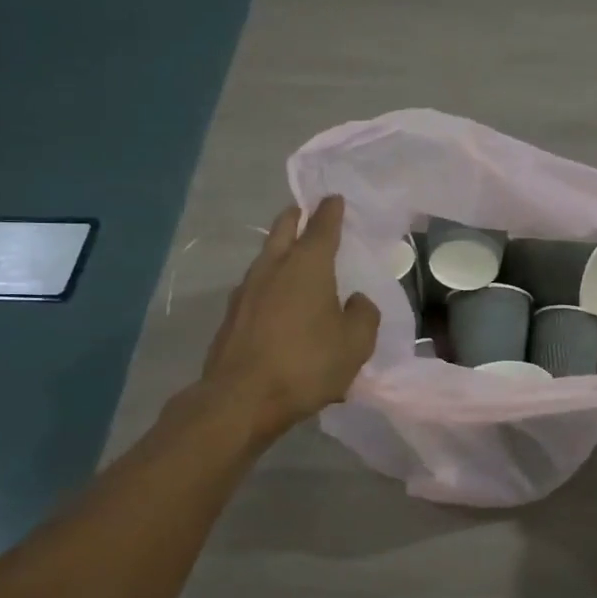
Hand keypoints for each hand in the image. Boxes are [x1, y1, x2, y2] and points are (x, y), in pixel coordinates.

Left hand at [196, 196, 379, 447]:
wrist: (241, 399)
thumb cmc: (307, 364)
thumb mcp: (355, 343)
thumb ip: (363, 314)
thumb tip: (356, 301)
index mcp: (307, 267)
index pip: (322, 227)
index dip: (331, 211)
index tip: (334, 198)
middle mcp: (273, 269)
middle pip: (283, 232)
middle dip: (295, 219)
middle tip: (304, 211)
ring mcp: (246, 292)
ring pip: (266, 258)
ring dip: (280, 250)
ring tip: (293, 255)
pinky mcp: (232, 317)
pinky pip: (257, 288)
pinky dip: (271, 284)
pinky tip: (279, 301)